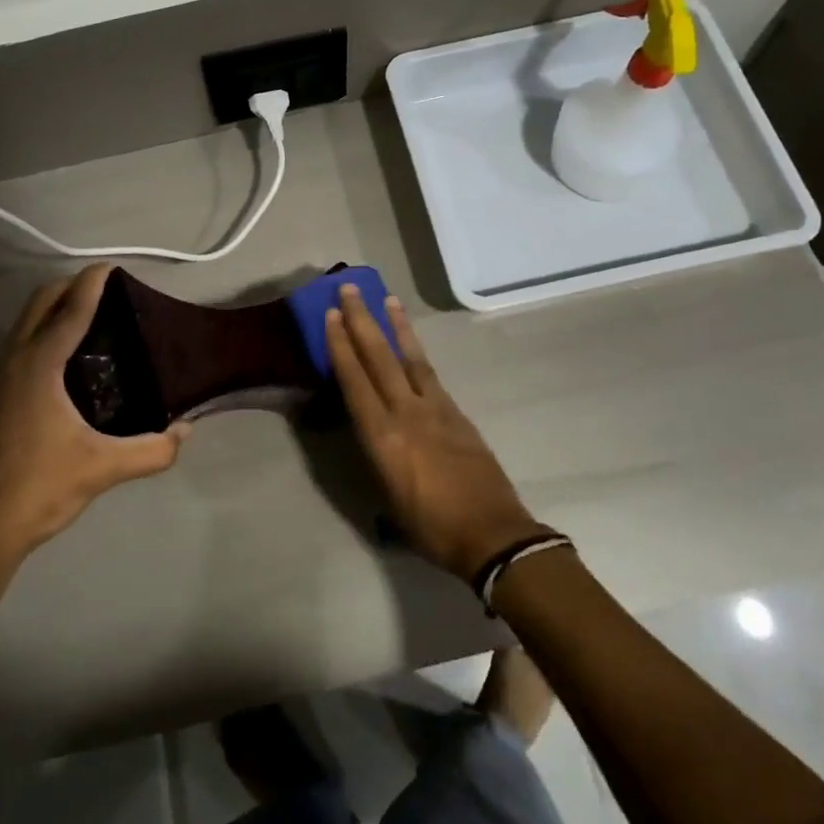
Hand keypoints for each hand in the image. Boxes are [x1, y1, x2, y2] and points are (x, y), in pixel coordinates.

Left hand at [0, 264, 190, 572]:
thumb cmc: (42, 487)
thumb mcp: (105, 468)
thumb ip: (153, 450)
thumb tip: (187, 431)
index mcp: (39, 366)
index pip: (70, 309)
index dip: (92, 283)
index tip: (113, 267)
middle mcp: (15, 360)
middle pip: (40, 302)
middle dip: (71, 286)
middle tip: (109, 290)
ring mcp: (0, 376)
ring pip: (26, 320)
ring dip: (55, 306)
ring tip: (94, 315)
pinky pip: (22, 341)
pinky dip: (45, 328)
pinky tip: (70, 355)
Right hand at [324, 285, 549, 580]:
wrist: (492, 534)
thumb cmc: (431, 528)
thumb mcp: (388, 499)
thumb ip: (377, 458)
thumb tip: (370, 436)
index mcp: (383, 437)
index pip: (355, 381)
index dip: (341, 346)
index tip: (331, 315)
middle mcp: (406, 412)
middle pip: (379, 357)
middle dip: (362, 320)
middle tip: (350, 289)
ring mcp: (435, 408)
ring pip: (410, 357)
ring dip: (395, 326)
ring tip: (387, 299)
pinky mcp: (457, 412)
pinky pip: (430, 373)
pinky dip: (417, 352)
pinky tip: (412, 345)